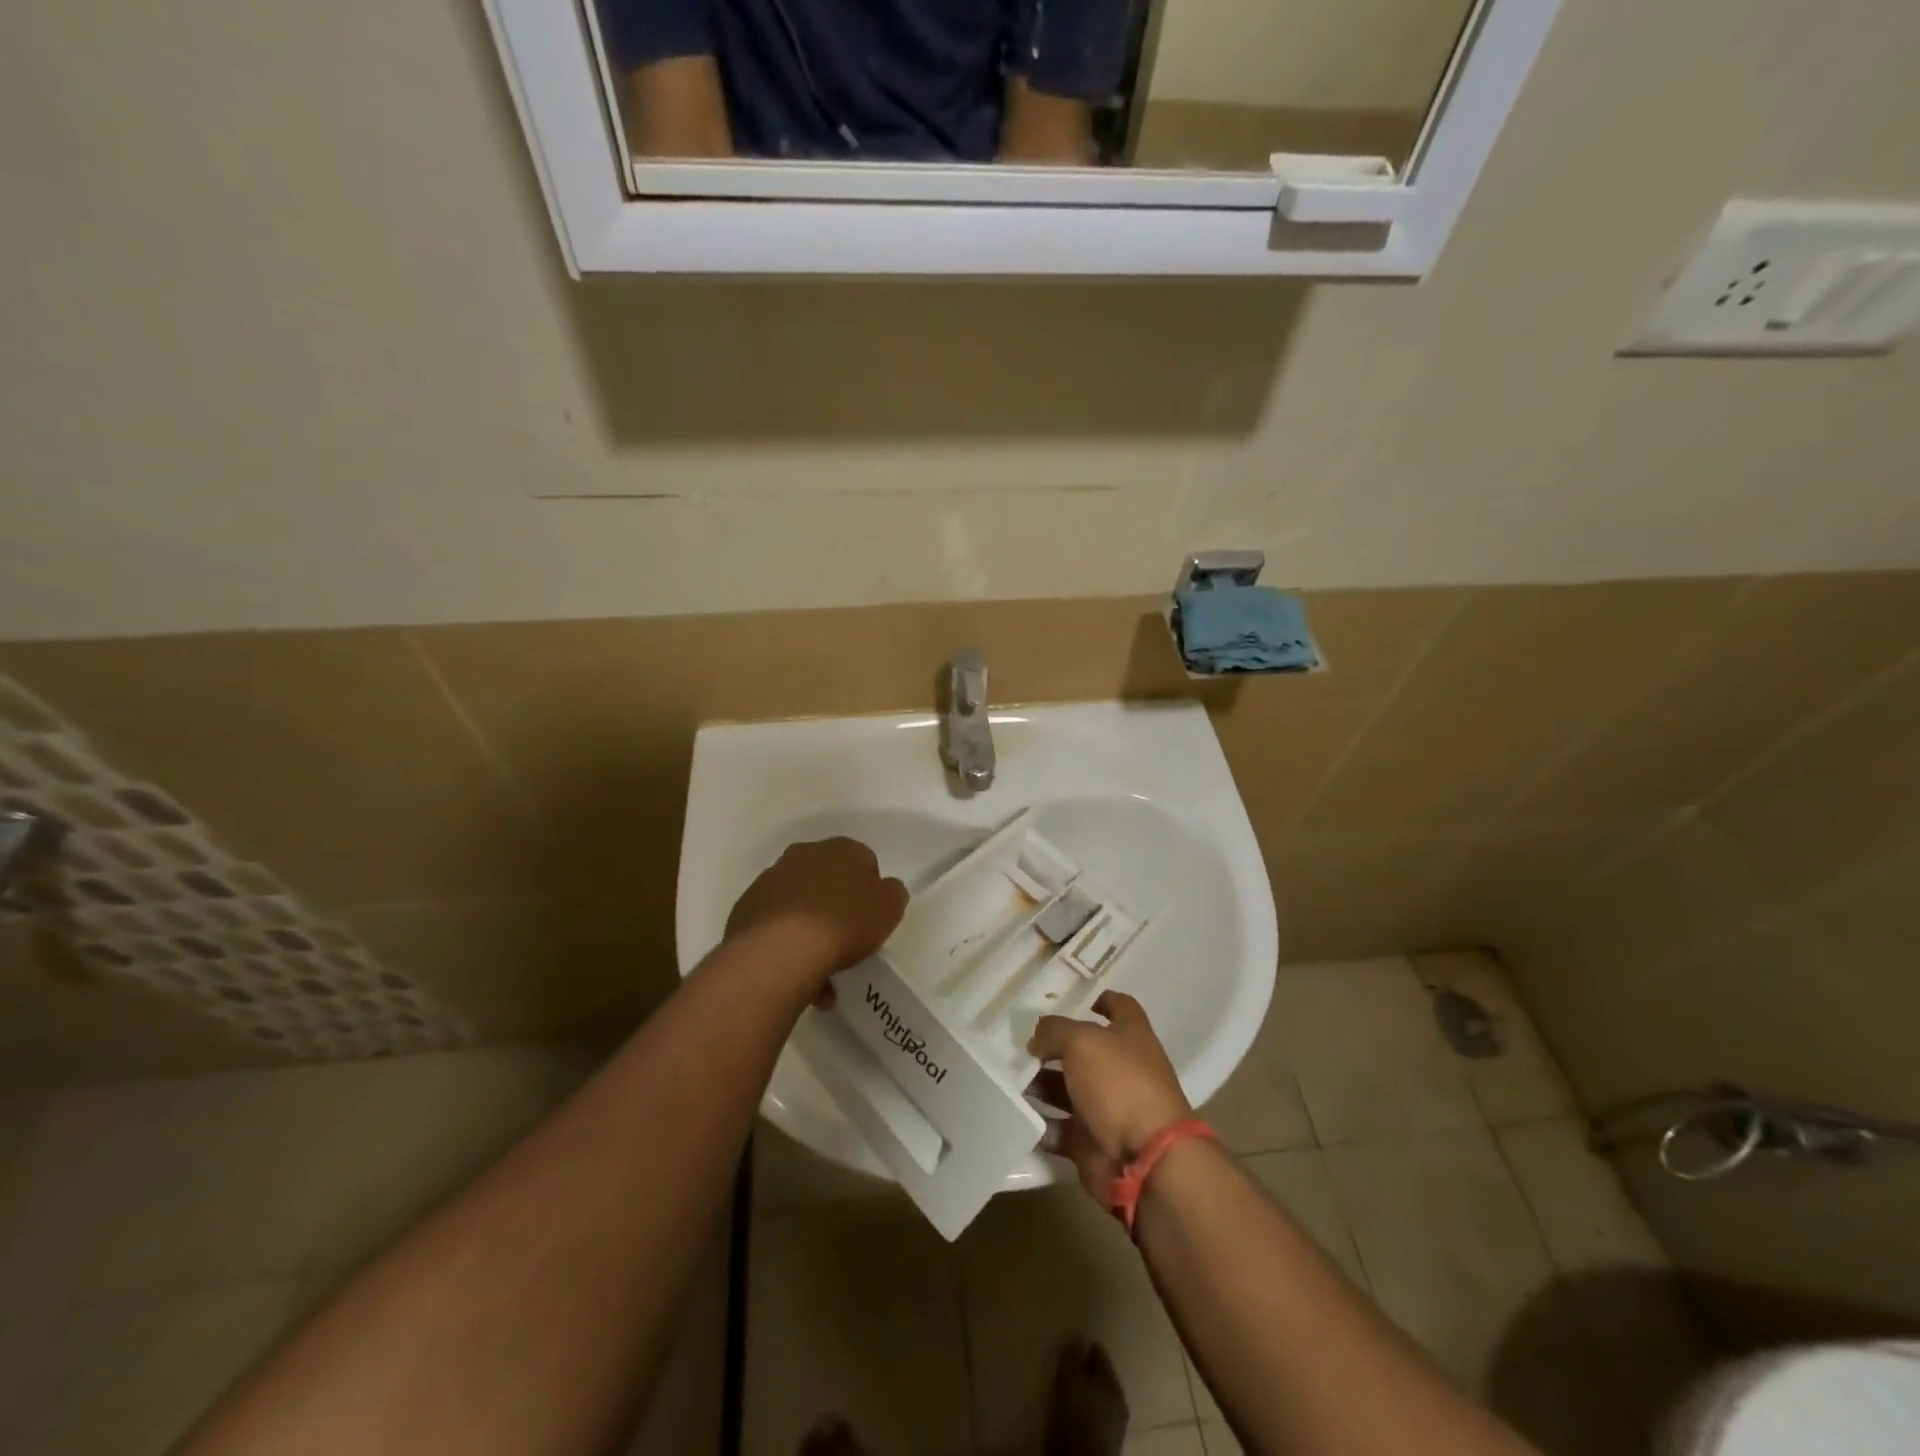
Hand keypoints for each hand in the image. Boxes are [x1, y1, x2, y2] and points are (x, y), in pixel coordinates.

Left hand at [726, 838, 907, 994]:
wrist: (780, 951)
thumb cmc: (844, 924)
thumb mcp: (888, 909)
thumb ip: (892, 893)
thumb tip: (884, 889)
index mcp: (840, 848)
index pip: (863, 860)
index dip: (870, 889)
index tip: (872, 917)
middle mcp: (802, 855)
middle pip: (827, 880)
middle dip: (837, 907)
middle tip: (847, 942)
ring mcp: (769, 881)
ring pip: (799, 905)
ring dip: (810, 930)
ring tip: (820, 974)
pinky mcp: (746, 909)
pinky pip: (776, 925)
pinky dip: (787, 944)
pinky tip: (797, 974)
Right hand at [1028, 991, 1193, 1199]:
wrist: (1145, 1161)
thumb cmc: (1120, 1085)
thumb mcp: (1082, 1042)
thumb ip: (1054, 1031)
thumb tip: (1037, 1037)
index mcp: (1131, 1036)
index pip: (1120, 1007)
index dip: (1099, 999)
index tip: (1070, 999)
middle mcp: (1121, 1069)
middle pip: (1083, 1051)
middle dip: (1052, 1046)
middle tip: (1017, 1041)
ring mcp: (1106, 1107)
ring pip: (1066, 1089)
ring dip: (1038, 1084)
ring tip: (1006, 1076)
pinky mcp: (1091, 1142)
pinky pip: (1058, 1128)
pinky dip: (1039, 1123)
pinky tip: (1013, 1112)